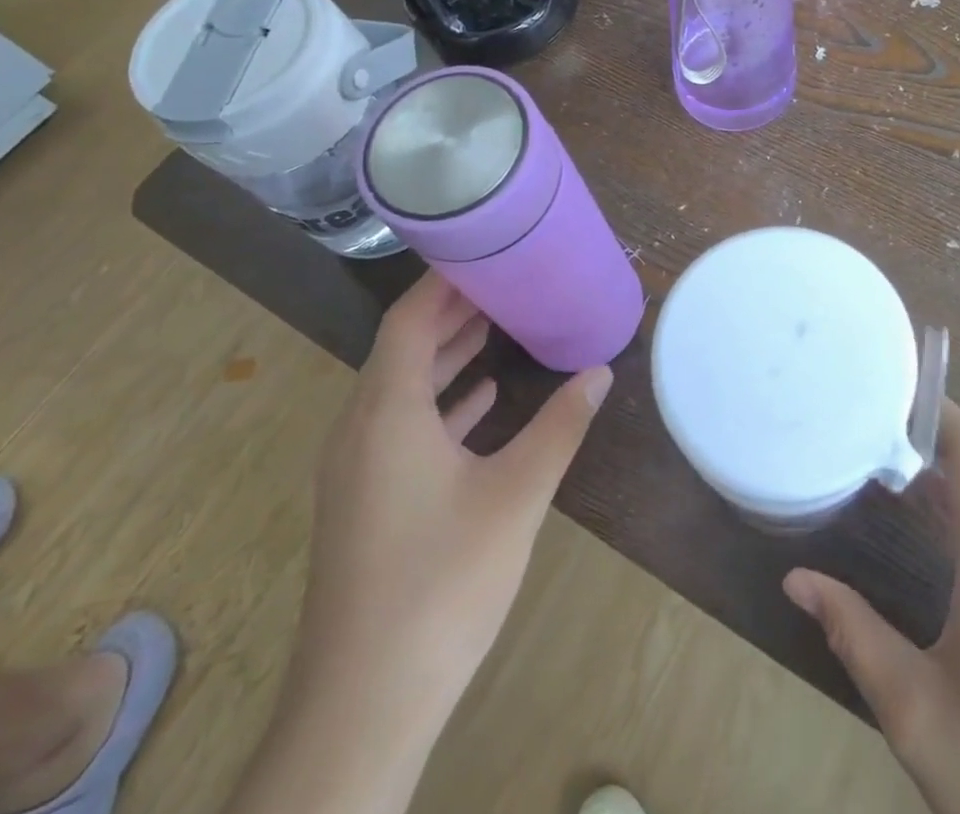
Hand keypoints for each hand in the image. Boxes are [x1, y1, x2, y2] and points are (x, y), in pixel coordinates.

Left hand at [290, 277, 609, 772]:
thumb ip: (560, 426)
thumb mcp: (517, 495)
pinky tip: (484, 400)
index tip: (487, 252)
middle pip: (403, 347)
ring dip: (448, 355)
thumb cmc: (442, 584)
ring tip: (500, 326)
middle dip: (452, 311)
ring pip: (402, 388)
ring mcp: (359, 469)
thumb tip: (600, 371)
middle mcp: (361, 429)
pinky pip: (402, 427)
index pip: (409, 320)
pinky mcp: (366, 502)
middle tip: (505, 281)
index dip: (444, 281)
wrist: (363, 706)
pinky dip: (442, 402)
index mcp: (387, 412)